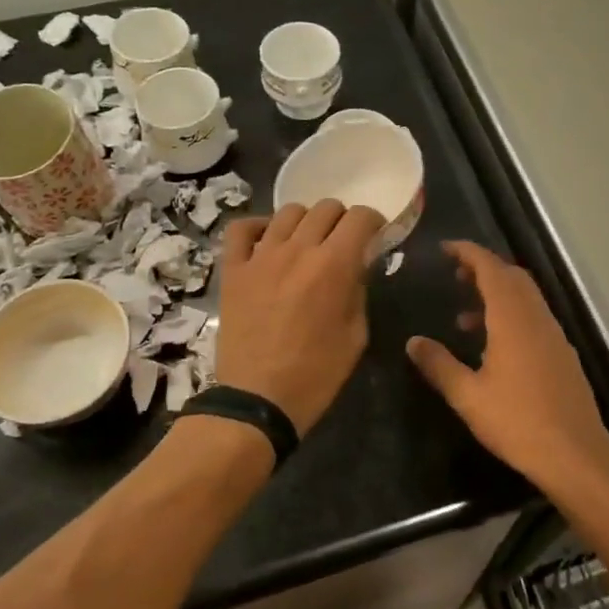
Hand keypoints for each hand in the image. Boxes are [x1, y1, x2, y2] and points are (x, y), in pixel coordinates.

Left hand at [215, 201, 387, 435]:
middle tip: (343, 243)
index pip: (360, 218)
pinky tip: (269, 241)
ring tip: (308, 243)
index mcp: (334, 265)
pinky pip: (242, 229)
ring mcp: (261, 256)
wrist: (258, 400)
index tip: (375, 236)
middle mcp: (298, 249)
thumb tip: (357, 265)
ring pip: (288, 212)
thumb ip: (359, 290)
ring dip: (306, 222)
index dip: (373, 222)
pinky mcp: (234, 269)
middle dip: (342, 220)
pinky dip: (259, 226)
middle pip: (326, 208)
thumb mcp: (356, 335)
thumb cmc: (316, 374)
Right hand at [408, 241, 608, 494]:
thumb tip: (413, 342)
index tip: (445, 248)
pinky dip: (511, 314)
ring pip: (526, 297)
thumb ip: (439, 365)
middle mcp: (537, 318)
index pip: (491, 269)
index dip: (468, 253)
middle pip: (512, 277)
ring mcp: (554, 335)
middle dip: (483, 269)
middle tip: (454, 278)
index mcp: (512, 319)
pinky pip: (534, 317)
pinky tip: (494, 346)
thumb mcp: (468, 396)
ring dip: (497, 294)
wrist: (575, 455)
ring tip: (464, 318)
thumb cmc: (517, 422)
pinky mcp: (563, 354)